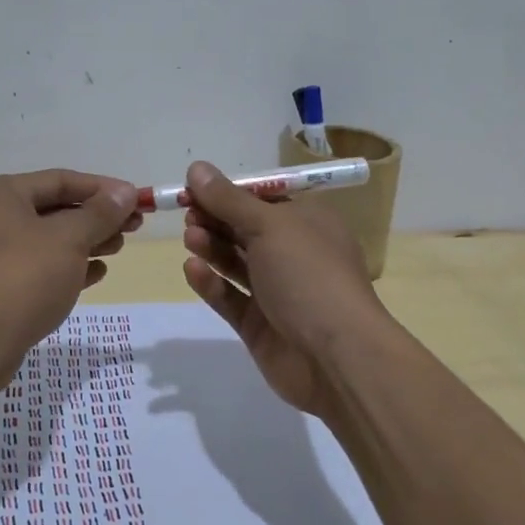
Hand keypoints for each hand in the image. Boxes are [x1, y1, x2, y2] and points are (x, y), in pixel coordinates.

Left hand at [0, 168, 141, 388]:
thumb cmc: (22, 277)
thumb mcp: (68, 239)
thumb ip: (100, 214)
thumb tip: (125, 193)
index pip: (60, 180)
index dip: (102, 189)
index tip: (137, 200)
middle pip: (54, 209)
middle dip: (96, 218)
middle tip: (134, 227)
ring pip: (48, 240)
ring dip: (86, 242)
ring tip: (117, 248)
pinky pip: (39, 268)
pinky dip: (68, 267)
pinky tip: (96, 273)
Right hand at [180, 161, 387, 417]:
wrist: (337, 356)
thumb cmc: (308, 274)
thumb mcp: (269, 225)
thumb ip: (228, 199)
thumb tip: (197, 168)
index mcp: (309, 223)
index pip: (263, 199)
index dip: (228, 193)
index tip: (194, 189)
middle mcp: (294, 254)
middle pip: (245, 229)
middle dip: (215, 219)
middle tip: (187, 215)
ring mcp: (277, 292)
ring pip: (236, 263)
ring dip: (211, 248)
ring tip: (190, 239)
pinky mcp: (259, 325)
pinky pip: (230, 298)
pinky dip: (212, 283)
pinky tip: (193, 270)